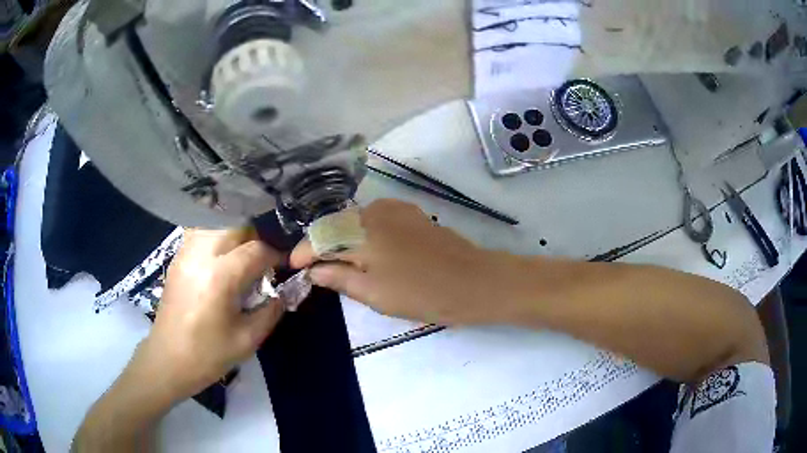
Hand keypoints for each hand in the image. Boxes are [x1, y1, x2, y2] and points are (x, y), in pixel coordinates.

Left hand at [133, 228, 283, 404]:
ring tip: (241, 260)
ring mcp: (185, 254)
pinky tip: (219, 261)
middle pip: (237, 229)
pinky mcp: (177, 258)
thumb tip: (285, 291)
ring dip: (235, 238)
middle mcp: (201, 256)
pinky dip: (216, 240)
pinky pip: (201, 235)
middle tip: (262, 264)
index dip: (275, 255)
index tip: (284, 267)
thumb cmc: (208, 355)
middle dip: (256, 241)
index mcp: (220, 277)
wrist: (168, 360)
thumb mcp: (248, 340)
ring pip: (218, 227)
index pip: (256, 250)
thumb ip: (271, 311)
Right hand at [291, 199, 509, 324]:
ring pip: (353, 220)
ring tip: (337, 261)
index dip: (303, 253)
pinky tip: (364, 249)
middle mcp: (373, 211)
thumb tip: (314, 271)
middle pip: (334, 225)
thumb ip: (339, 277)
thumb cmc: (422, 294)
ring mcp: (394, 209)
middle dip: (320, 245)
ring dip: (340, 238)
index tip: (294, 268)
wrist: (473, 281)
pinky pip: (374, 218)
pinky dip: (361, 232)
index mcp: (360, 232)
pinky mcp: (409, 213)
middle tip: (314, 268)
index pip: (319, 237)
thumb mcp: (374, 293)